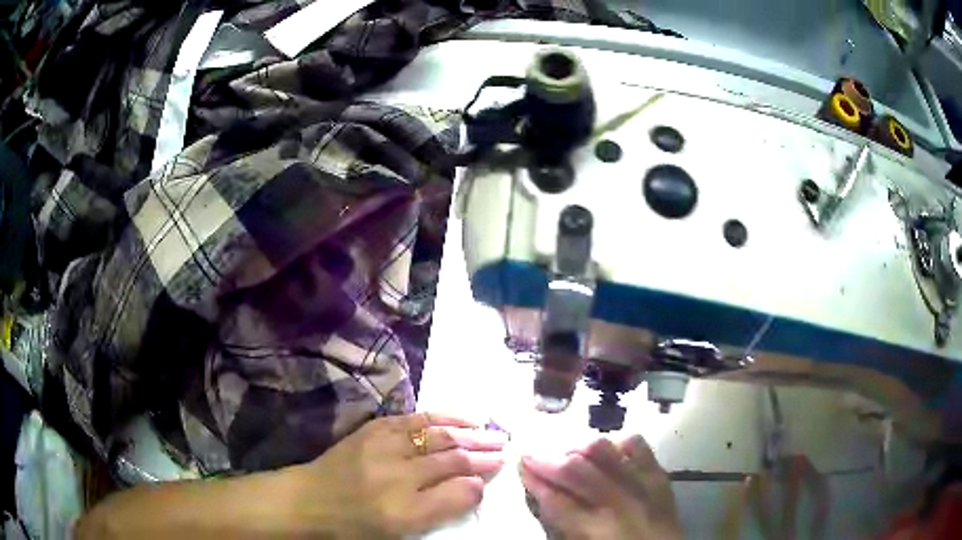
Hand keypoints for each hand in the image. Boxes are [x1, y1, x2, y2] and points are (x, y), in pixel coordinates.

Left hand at [281, 413, 506, 537]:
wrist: (310, 500)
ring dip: (468, 432)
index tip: (499, 470)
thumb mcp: (400, 531)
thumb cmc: (356, 525)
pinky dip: (441, 416)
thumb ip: (439, 510)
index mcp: (404, 510)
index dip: (481, 478)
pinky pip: (414, 418)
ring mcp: (382, 447)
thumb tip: (473, 486)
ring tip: (491, 431)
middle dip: (483, 452)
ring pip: (436, 435)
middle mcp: (396, 476)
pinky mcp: (373, 429)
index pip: (457, 490)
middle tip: (505, 447)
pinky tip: (459, 418)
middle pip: (451, 459)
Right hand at [520, 435, 681, 539]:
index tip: (521, 467)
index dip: (534, 482)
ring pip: (604, 451)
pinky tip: (606, 453)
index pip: (555, 500)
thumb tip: (542, 490)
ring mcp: (642, 484)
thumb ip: (560, 519)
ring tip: (568, 455)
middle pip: (576, 470)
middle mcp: (618, 502)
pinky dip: (616, 444)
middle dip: (549, 461)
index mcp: (595, 528)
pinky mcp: (658, 474)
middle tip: (533, 457)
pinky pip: (636, 445)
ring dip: (579, 450)